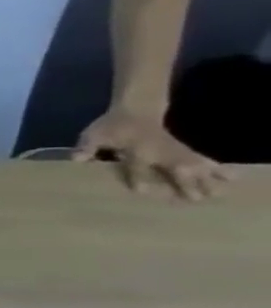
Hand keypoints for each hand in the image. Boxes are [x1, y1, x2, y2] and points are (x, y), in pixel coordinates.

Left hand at [74, 109, 229, 200]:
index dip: (138, 177)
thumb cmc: (112, 126)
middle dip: (183, 181)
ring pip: (193, 164)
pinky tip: (231, 176)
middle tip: (194, 198)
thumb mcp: (94, 135)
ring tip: (218, 192)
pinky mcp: (183, 149)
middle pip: (174, 166)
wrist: (136, 109)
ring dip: (206, 178)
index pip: (137, 165)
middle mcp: (159, 150)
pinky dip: (216, 167)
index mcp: (136, 148)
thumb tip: (76, 159)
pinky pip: (202, 159)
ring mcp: (174, 149)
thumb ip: (86, 147)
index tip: (141, 191)